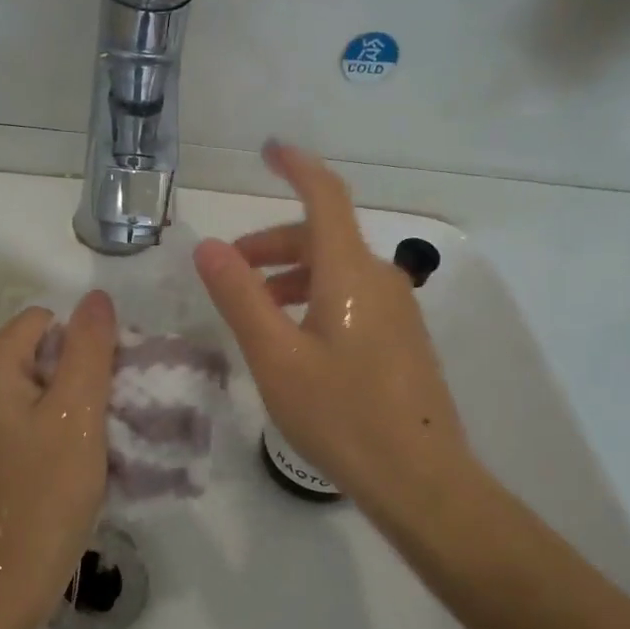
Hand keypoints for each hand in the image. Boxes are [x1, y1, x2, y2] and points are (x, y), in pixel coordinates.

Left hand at [0, 290, 117, 628]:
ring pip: (31, 391)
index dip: (82, 345)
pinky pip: (19, 423)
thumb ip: (90, 348)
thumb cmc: (44, 494)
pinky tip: (65, 469)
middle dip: (75, 378)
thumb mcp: (78, 413)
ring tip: (88, 447)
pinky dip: (47, 434)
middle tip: (102, 420)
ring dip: (66, 409)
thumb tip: (96, 297)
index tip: (104, 389)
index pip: (44, 322)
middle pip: (36, 354)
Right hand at [193, 141, 475, 514]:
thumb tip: (208, 247)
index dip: (296, 167)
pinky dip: (314, 297)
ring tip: (255, 309)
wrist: (420, 479)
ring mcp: (397, 309)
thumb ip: (240, 297)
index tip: (268, 150)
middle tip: (231, 270)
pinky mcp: (401, 337)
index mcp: (349, 272)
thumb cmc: (341, 414)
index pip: (325, 196)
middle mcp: (379, 278)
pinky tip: (294, 338)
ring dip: (290, 275)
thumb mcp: (275, 357)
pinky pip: (351, 296)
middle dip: (272, 244)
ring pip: (335, 269)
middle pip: (322, 237)